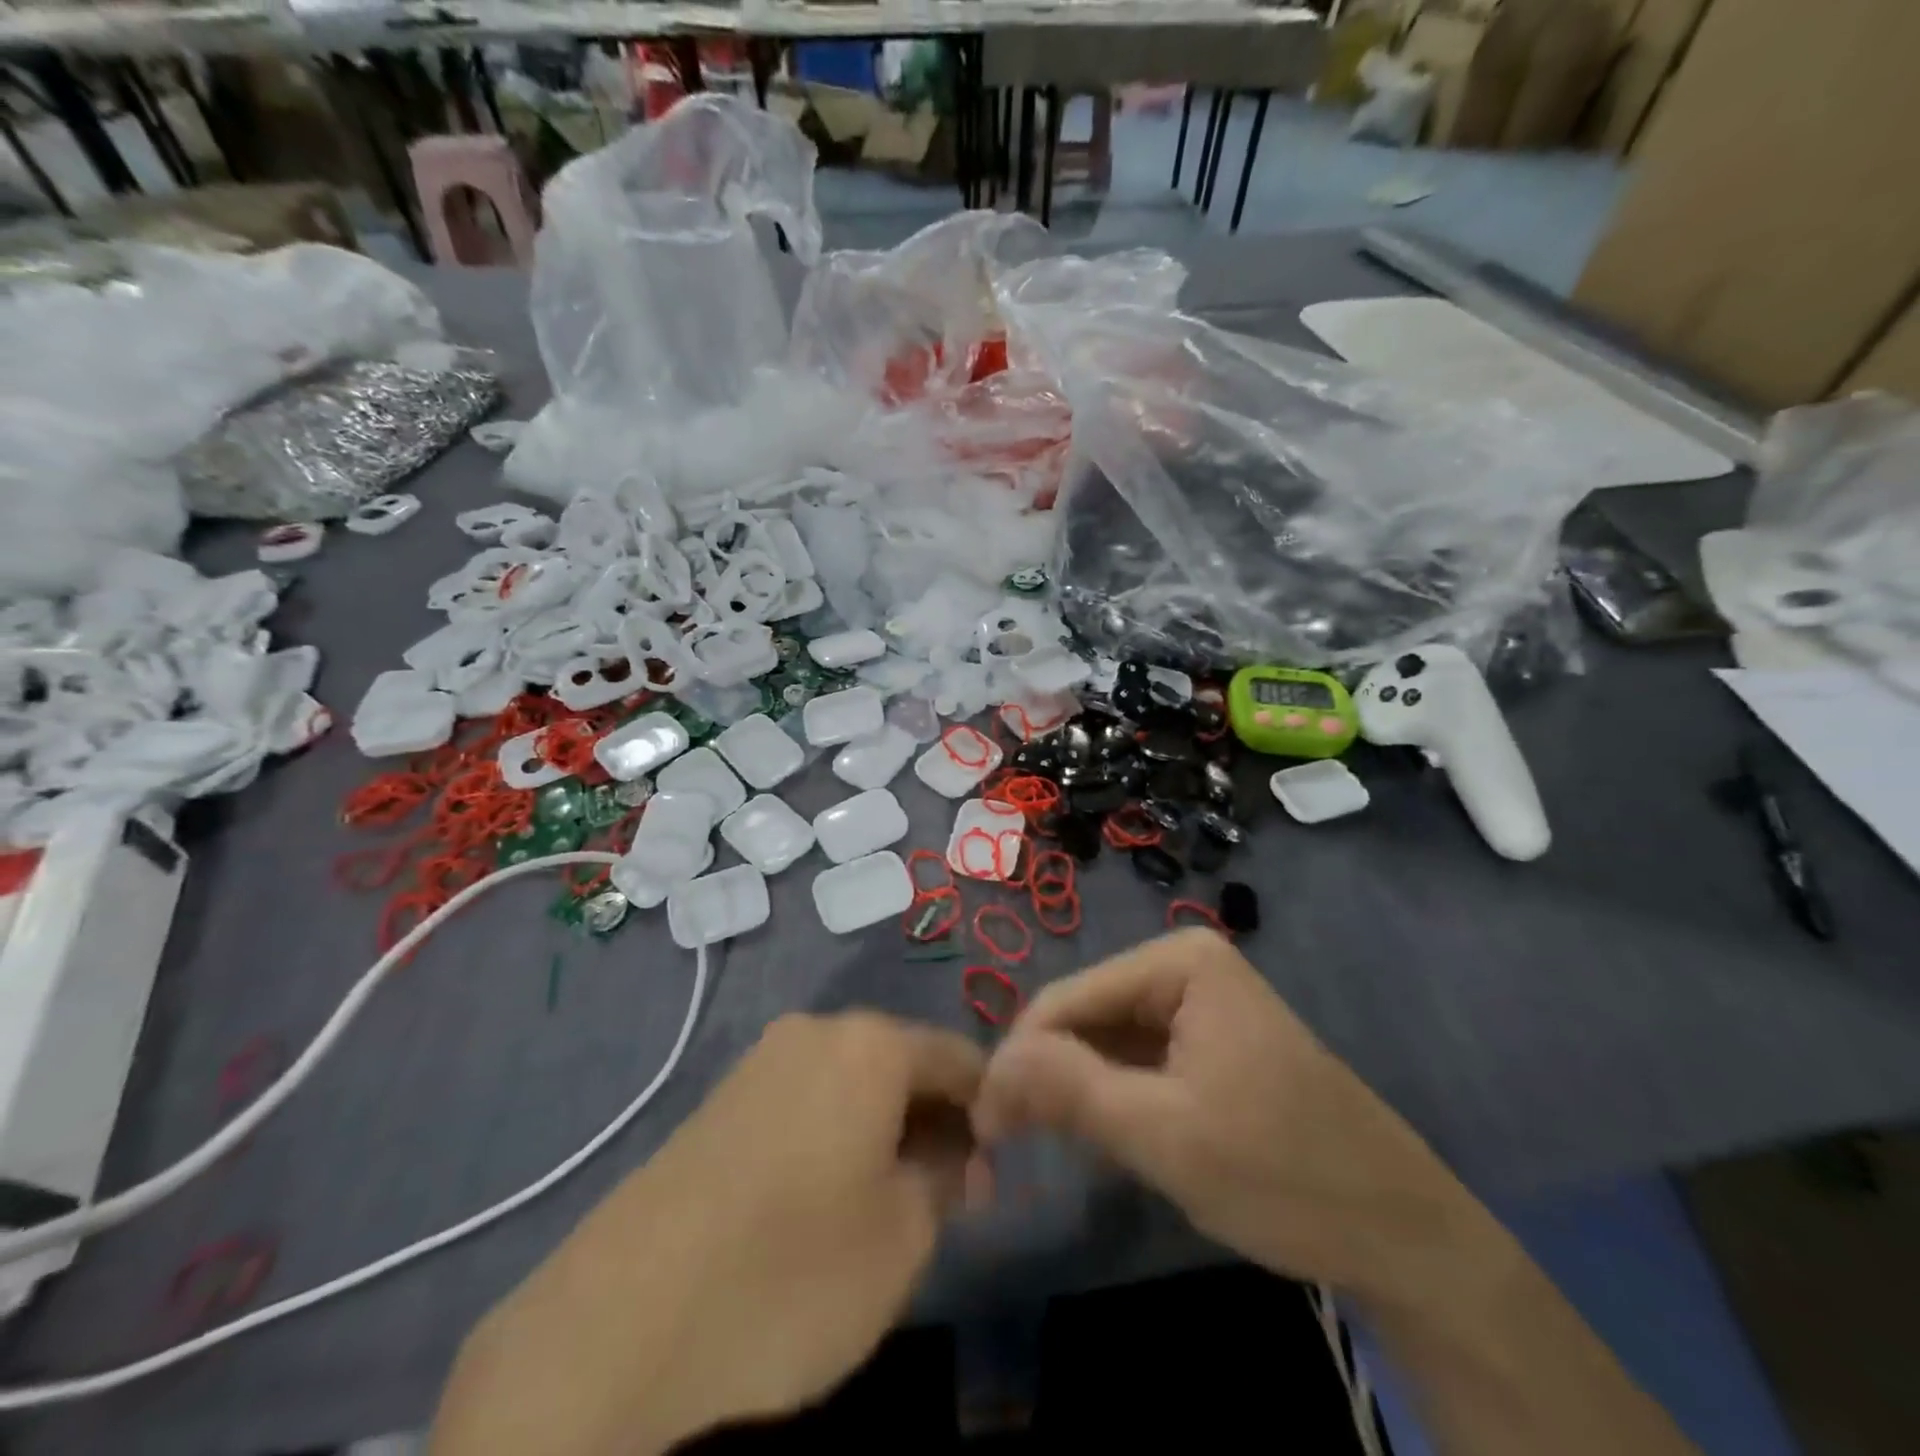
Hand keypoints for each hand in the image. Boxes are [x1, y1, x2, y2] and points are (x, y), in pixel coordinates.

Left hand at [431, 1012, 984, 1455]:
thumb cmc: (791, 1271)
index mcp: (870, 1043)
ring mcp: (761, 1061)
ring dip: (885, 1131)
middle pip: (902, 1064)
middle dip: (935, 1123)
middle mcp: (816, 1031)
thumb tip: (954, 1155)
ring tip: (887, 1205)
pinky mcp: (720, 1099)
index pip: (958, 1058)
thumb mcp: (902, 1236)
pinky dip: (834, 1136)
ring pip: (851, 1083)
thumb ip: (945, 1179)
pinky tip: (823, 1201)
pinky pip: (804, 1101)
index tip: (994, 1172)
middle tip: (947, 1199)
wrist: (618, 1323)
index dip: (989, 1110)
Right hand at [972, 929, 1506, 1313]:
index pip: (1067, 997)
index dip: (1019, 1057)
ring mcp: (1199, 1002)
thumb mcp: (1164, 1136)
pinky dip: (1111, 1095)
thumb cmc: (1284, 1174)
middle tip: (1011, 1143)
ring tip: (1052, 1143)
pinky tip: (1104, 1134)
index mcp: (1179, 961)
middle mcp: (1185, 965)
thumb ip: (1071, 1091)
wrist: (1403, 1234)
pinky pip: (1136, 1057)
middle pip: (1086, 1014)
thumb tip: (991, 1066)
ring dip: (1076, 1087)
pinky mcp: (1208, 1041)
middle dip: (1048, 1073)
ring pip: (1106, 1038)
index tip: (988, 1125)